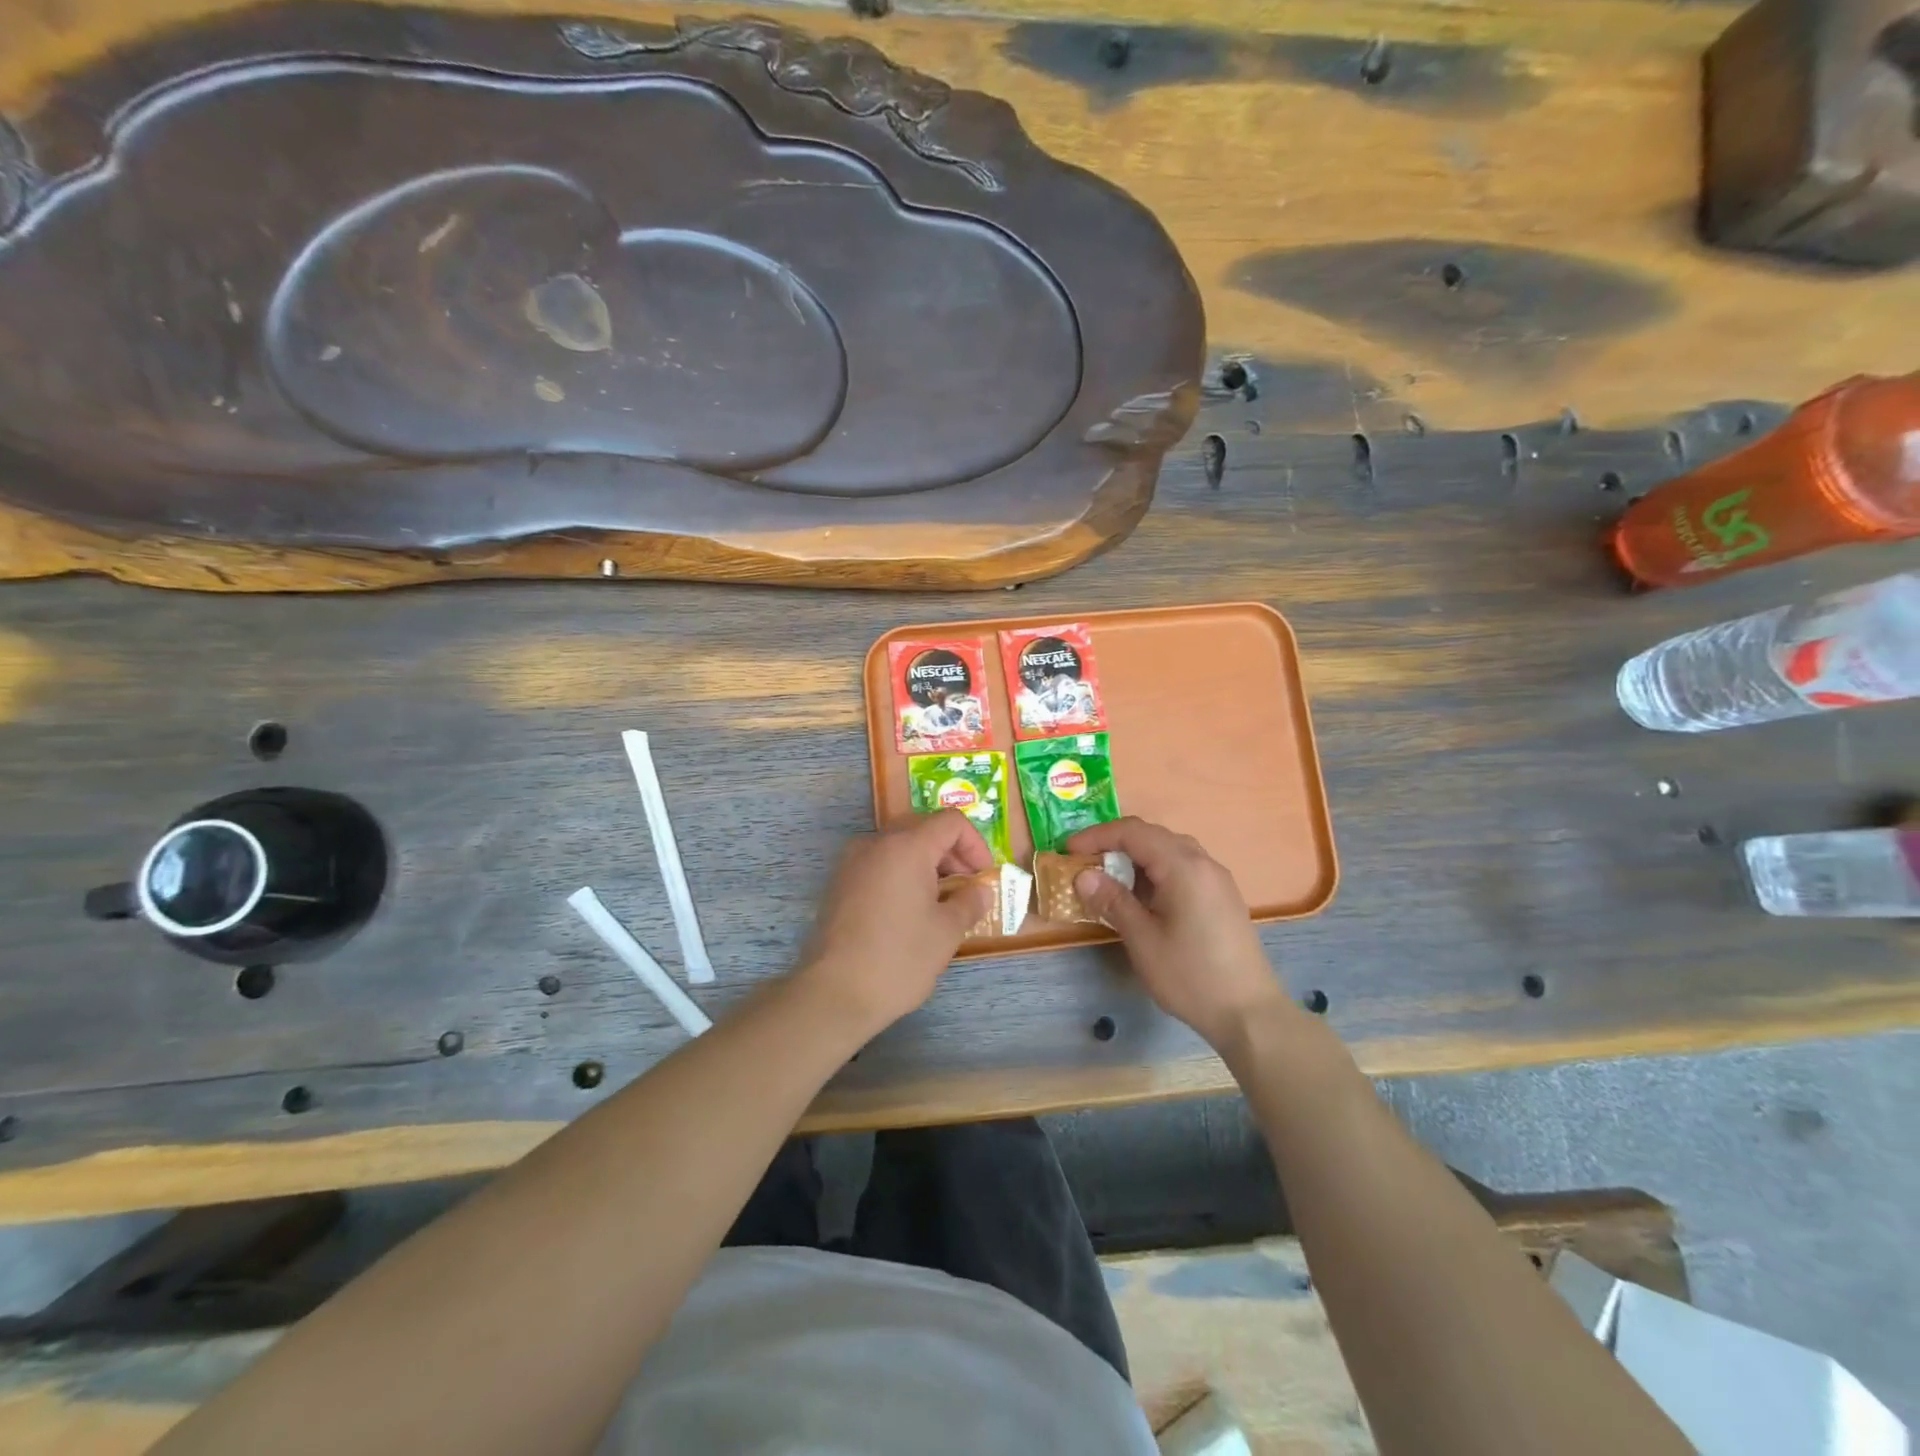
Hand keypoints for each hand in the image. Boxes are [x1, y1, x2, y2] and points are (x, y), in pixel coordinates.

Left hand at [795, 810, 994, 1036]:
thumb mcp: (947, 932)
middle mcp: (876, 843)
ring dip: (925, 863)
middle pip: (922, 828)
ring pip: (898, 846)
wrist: (834, 993)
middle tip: (965, 885)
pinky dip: (900, 874)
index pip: (950, 821)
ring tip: (939, 901)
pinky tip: (908, 910)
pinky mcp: (838, 884)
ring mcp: (852, 862)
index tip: (982, 876)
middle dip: (950, 852)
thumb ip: (969, 902)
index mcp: (906, 846)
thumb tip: (981, 890)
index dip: (975, 843)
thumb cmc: (899, 958)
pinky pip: (878, 864)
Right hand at [1068, 817, 1290, 1050]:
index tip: (1068, 851)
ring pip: (1169, 850)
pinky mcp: (1221, 896)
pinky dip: (1155, 870)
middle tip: (1084, 861)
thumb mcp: (1142, 939)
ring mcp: (1216, 879)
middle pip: (1152, 835)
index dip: (1097, 836)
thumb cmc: (1190, 975)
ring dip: (1136, 856)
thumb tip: (1083, 875)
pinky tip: (1141, 895)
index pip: (1133, 832)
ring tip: (1108, 877)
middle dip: (1115, 842)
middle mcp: (1203, 863)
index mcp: (1183, 867)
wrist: (1249, 1013)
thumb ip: (1112, 901)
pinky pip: (1183, 867)